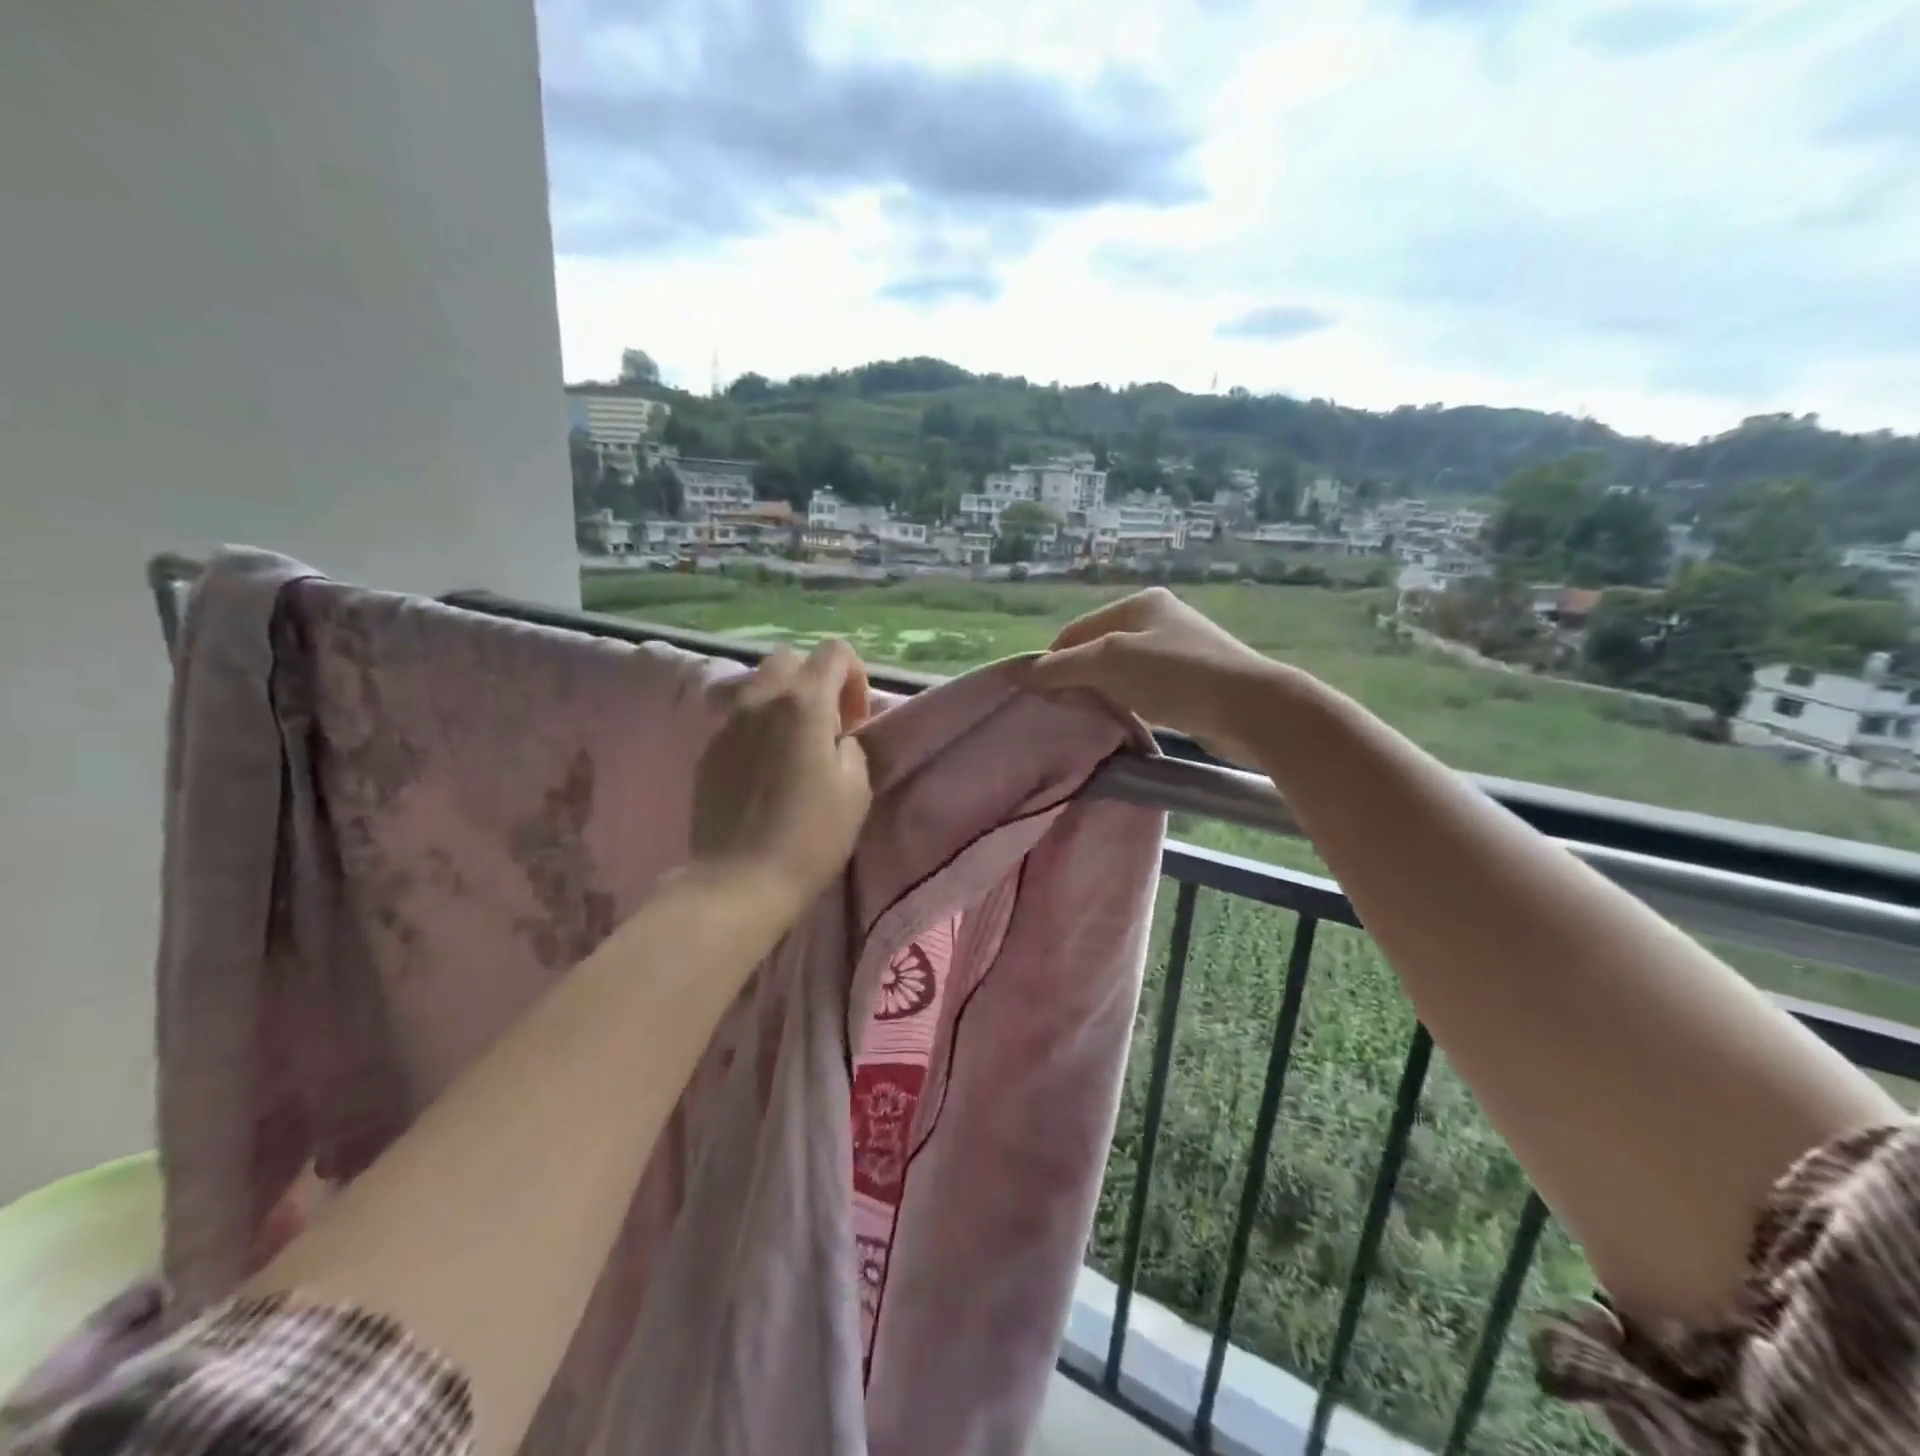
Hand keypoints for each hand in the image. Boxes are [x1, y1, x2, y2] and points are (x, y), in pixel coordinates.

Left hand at [692, 640, 873, 915]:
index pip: (834, 651)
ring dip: (784, 701)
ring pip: (759, 685)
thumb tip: (837, 737)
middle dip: (815, 680)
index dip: (855, 677)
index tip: (856, 721)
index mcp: (804, 703)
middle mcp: (761, 700)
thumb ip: (851, 746)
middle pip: (790, 659)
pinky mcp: (708, 749)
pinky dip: (759, 726)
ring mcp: (728, 723)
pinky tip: (765, 770)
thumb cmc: (810, 836)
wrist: (739, 881)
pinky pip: (739, 718)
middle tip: (827, 726)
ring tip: (794, 746)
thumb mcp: (856, 789)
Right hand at [1025, 588, 1282, 762]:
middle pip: (1097, 650)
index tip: (1040, 696)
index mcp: (1139, 603)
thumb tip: (1020, 672)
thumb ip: (1063, 666)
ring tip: (1093, 719)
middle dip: (1077, 678)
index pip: (1076, 631)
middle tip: (1065, 711)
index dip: (1052, 662)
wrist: (1251, 707)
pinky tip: (1127, 721)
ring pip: (1120, 672)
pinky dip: (1128, 703)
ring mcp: (1178, 650)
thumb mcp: (1110, 663)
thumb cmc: (1176, 675)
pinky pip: (1144, 689)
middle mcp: (1158, 619)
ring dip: (1102, 693)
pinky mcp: (1192, 681)